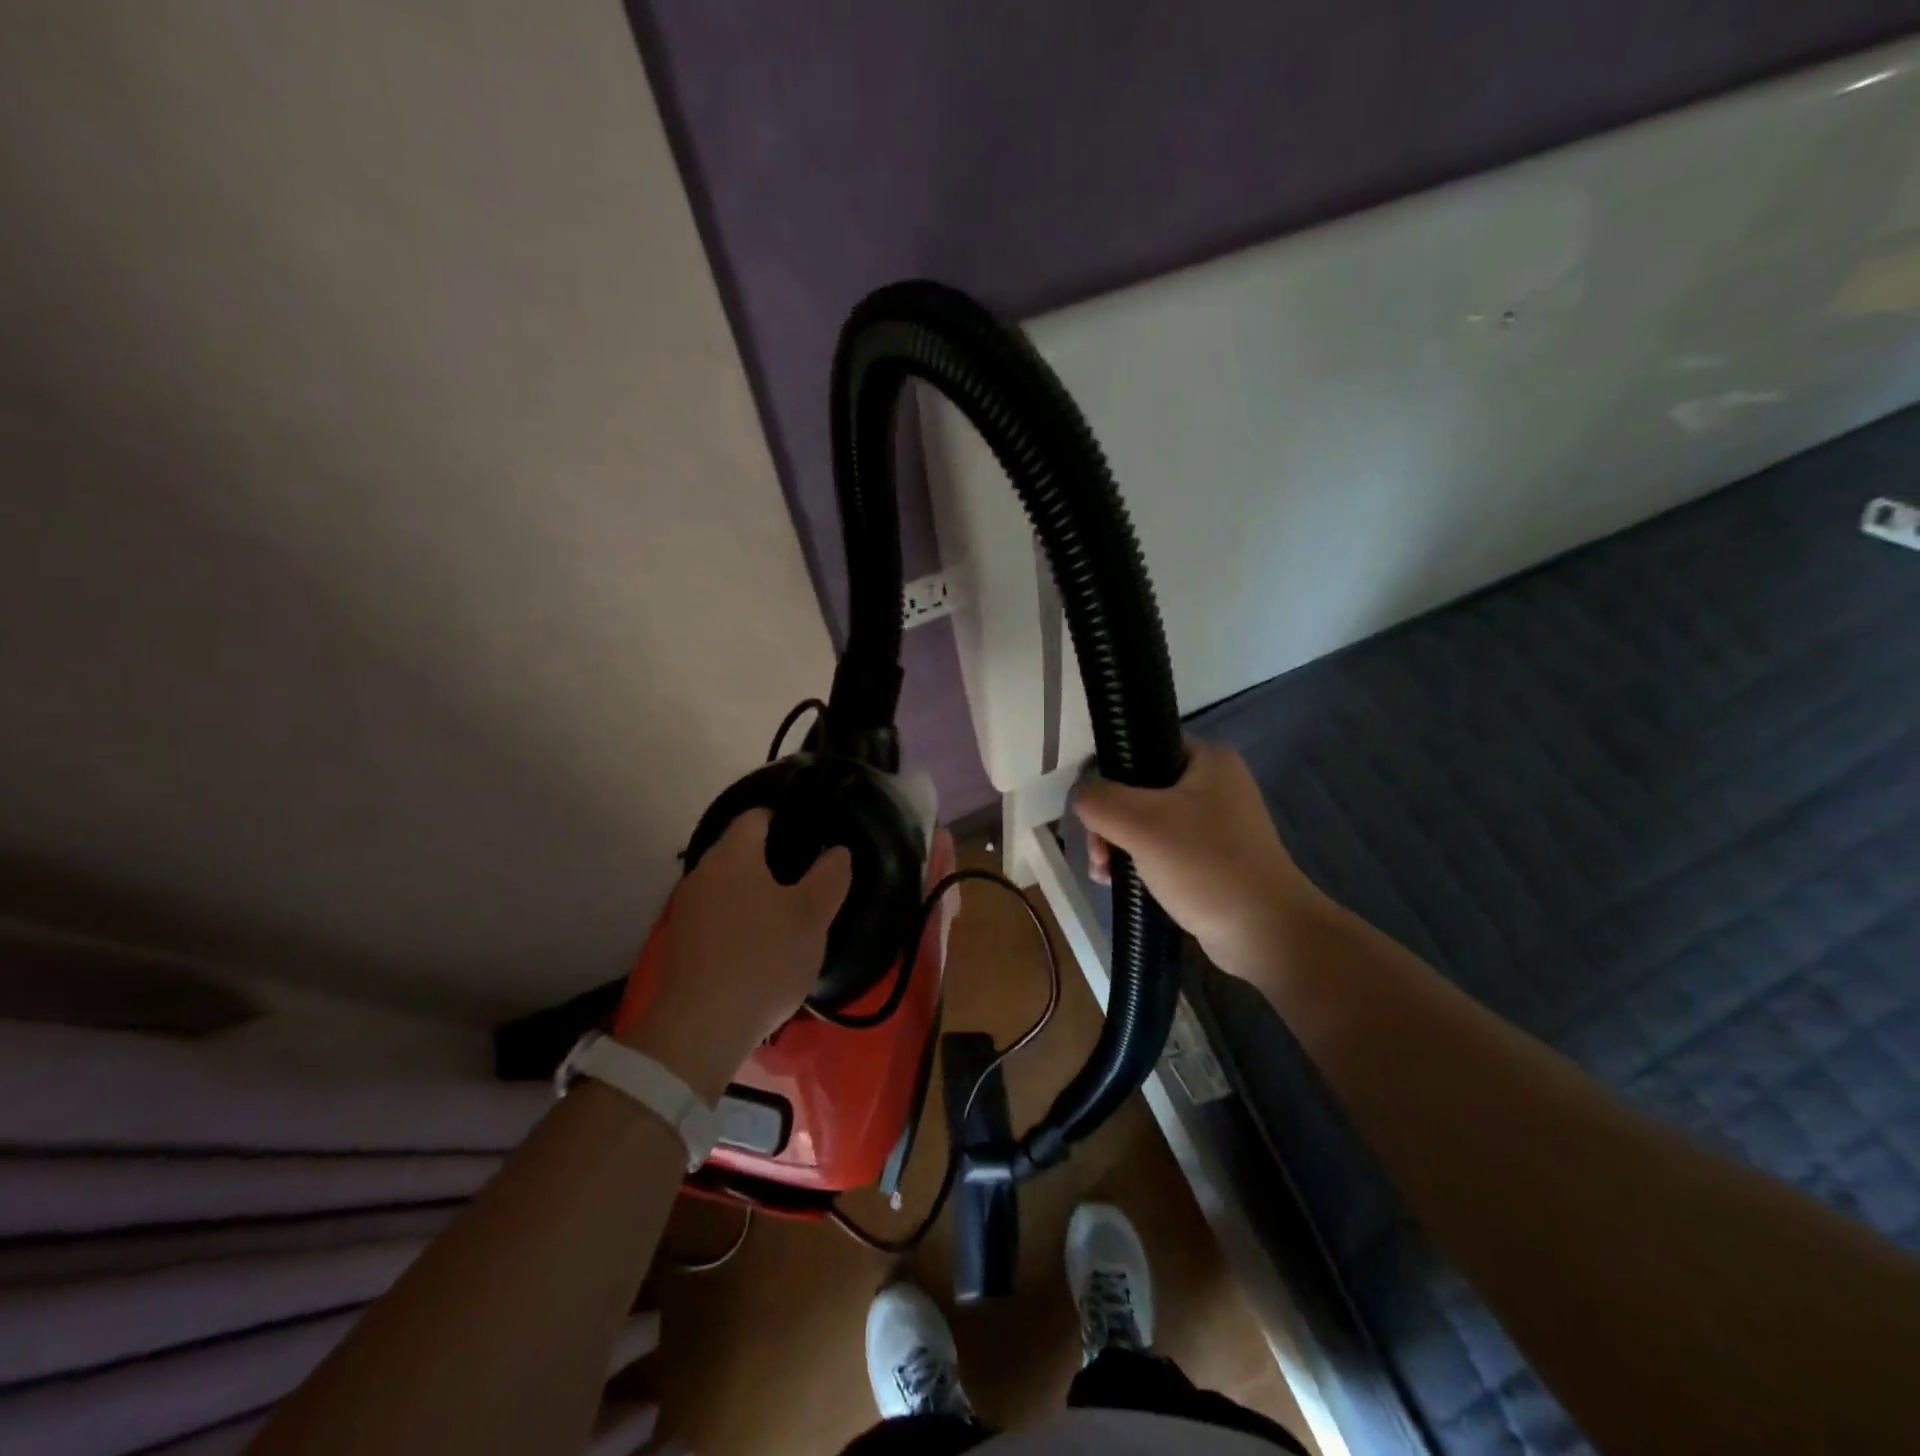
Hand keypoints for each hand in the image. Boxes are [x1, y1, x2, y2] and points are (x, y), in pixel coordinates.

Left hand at [621, 810, 850, 1099]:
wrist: (698, 1030)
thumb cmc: (762, 959)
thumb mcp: (812, 916)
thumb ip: (829, 876)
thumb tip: (836, 851)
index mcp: (732, 856)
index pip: (757, 816)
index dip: (786, 819)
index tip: (814, 835)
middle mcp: (702, 874)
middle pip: (741, 851)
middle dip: (774, 859)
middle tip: (811, 877)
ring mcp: (687, 910)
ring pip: (729, 886)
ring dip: (757, 893)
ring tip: (791, 914)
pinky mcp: (681, 945)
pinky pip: (718, 917)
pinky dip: (741, 921)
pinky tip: (762, 946)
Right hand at [1075, 739, 1328, 987]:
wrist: (1265, 933)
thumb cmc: (1205, 867)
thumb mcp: (1142, 824)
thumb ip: (1100, 800)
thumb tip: (1082, 798)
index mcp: (1206, 759)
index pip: (1140, 747)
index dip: (1107, 775)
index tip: (1093, 813)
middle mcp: (1213, 782)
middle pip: (1137, 788)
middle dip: (1108, 822)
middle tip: (1098, 855)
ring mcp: (1213, 821)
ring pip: (1145, 820)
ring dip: (1117, 844)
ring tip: (1105, 874)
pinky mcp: (1210, 855)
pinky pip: (1160, 846)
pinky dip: (1137, 861)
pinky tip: (1120, 883)